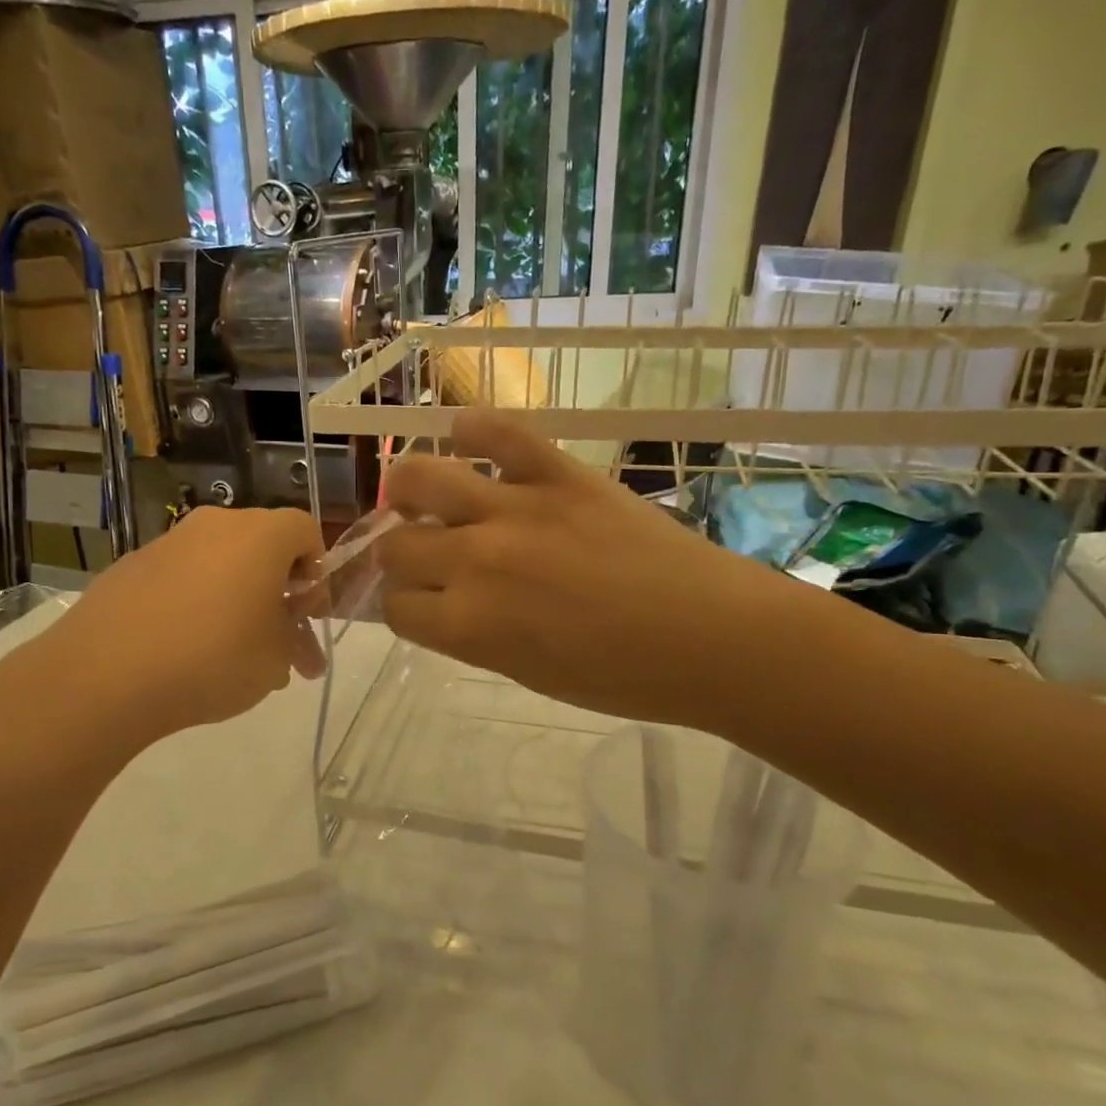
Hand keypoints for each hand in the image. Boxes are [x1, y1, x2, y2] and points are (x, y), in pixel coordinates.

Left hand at [0, 507, 327, 752]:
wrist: (106, 674)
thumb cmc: (213, 658)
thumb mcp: (276, 660)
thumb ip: (293, 640)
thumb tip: (285, 635)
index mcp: (260, 535)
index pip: (306, 530)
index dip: (317, 572)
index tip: (309, 614)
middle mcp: (215, 525)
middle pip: (262, 547)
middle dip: (278, 593)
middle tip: (280, 644)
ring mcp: (168, 543)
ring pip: (219, 564)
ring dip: (237, 601)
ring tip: (234, 658)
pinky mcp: (131, 567)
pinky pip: (181, 578)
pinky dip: (194, 604)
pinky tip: (185, 650)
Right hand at [378, 410, 796, 728]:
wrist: (710, 637)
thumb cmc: (621, 676)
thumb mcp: (527, 673)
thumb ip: (470, 635)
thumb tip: (438, 604)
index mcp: (468, 625)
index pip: (394, 607)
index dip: (401, 606)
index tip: (421, 602)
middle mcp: (475, 562)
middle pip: (396, 546)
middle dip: (400, 555)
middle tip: (425, 553)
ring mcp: (515, 509)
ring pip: (422, 478)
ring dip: (408, 488)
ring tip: (422, 494)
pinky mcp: (559, 473)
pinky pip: (500, 432)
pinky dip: (475, 428)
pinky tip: (465, 435)